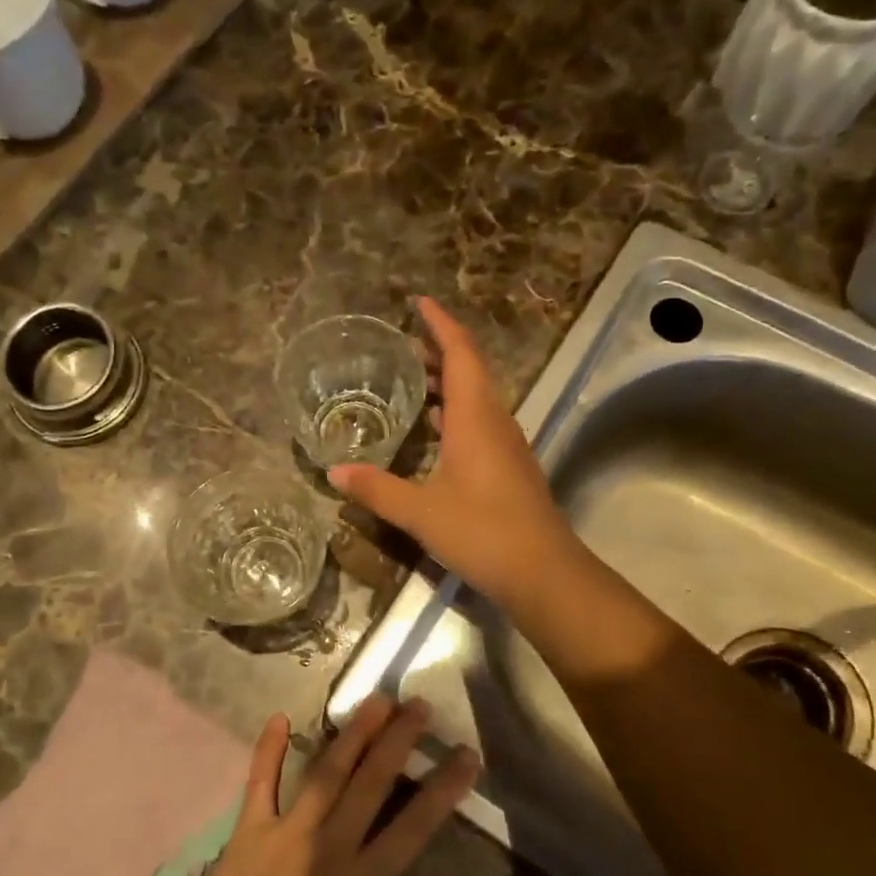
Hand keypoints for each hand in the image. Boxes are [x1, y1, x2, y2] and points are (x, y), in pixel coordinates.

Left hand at [190, 696, 480, 875]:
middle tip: (419, 705)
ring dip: (353, 733)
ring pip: (326, 771)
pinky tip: (279, 717)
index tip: (465, 754)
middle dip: (400, 740)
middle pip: (372, 782)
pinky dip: (267, 749)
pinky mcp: (250, 829)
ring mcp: (288, 830)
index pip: (415, 824)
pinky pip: (259, 781)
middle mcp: (331, 843)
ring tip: (376, 700)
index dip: (444, 787)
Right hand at [329, 298, 579, 611]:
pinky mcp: (509, 468)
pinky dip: (456, 411)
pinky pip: (481, 422)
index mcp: (475, 418)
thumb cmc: (481, 532)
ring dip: (449, 382)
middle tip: (405, 343)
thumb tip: (333, 473)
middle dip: (440, 350)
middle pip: (471, 370)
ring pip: (478, 397)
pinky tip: (435, 430)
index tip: (419, 303)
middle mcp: (495, 422)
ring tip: (414, 379)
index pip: (460, 354)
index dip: (440, 325)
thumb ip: (376, 489)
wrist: (542, 572)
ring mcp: (507, 445)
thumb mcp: (420, 512)